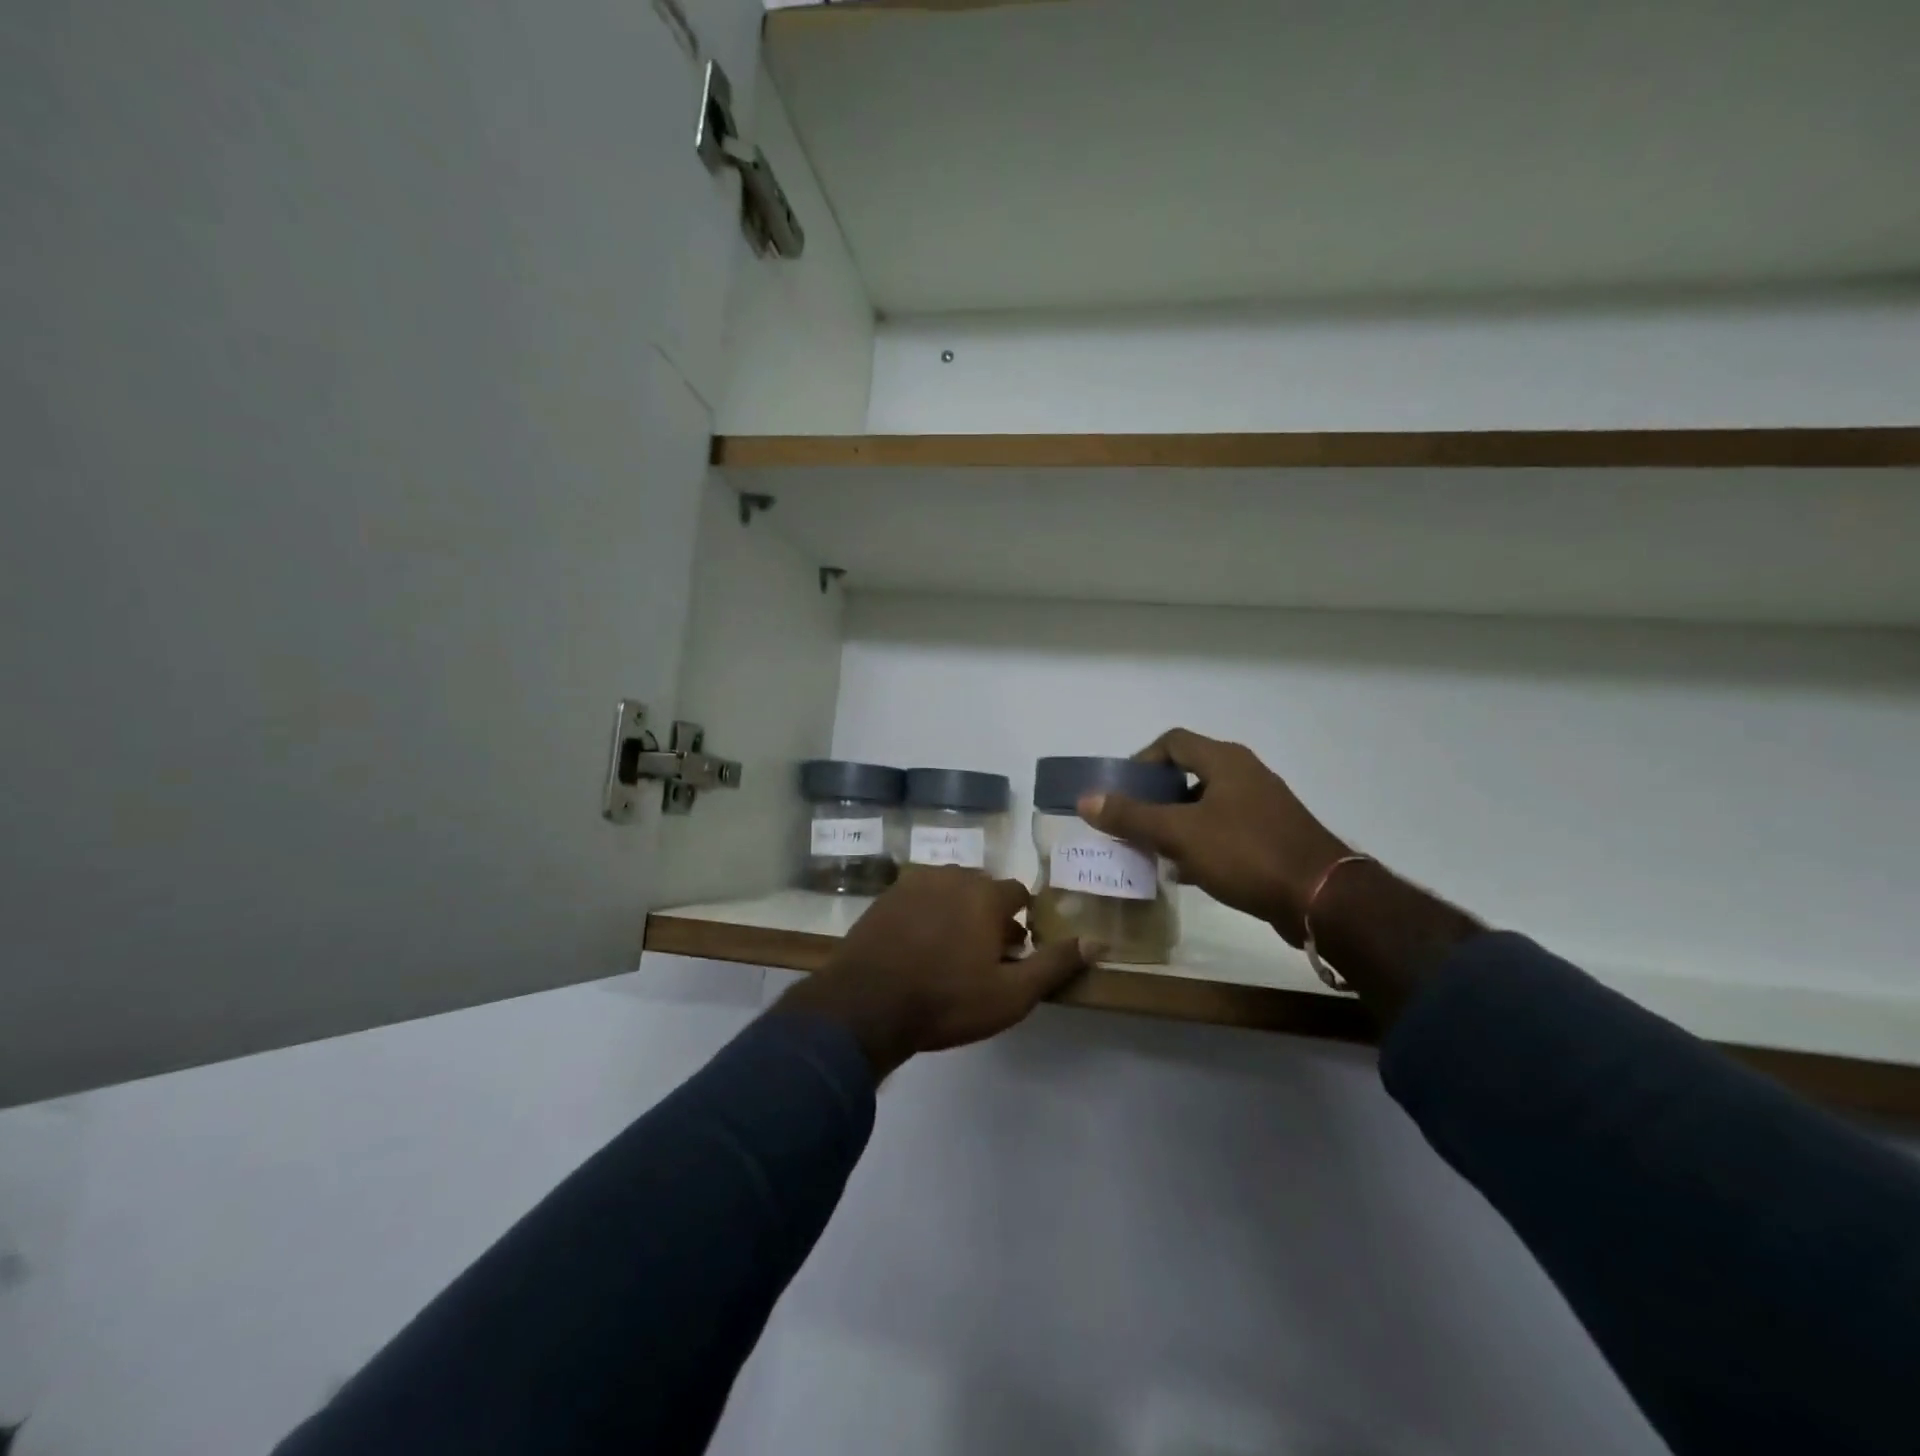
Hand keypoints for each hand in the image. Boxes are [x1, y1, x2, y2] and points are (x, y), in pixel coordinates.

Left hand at [777, 867, 1095, 1077]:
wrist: (866, 1005)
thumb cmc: (946, 1000)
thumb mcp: (1011, 993)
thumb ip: (1055, 964)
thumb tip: (1099, 941)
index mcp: (985, 894)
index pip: (1018, 893)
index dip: (1021, 921)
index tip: (1015, 950)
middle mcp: (952, 876)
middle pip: (982, 888)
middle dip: (989, 915)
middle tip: (983, 955)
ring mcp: (914, 883)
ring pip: (949, 890)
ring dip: (957, 911)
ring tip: (950, 952)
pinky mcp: (885, 897)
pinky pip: (918, 898)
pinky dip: (926, 914)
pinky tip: (918, 947)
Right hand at [1077, 729, 1350, 944]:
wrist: (1321, 898)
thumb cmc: (1246, 853)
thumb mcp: (1180, 834)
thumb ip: (1131, 816)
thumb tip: (1086, 799)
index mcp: (1225, 761)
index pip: (1172, 742)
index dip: (1141, 761)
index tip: (1121, 792)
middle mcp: (1245, 774)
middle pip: (1188, 773)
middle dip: (1154, 797)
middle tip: (1130, 823)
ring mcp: (1262, 806)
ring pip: (1205, 805)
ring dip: (1175, 823)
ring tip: (1151, 850)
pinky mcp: (1272, 837)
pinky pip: (1224, 830)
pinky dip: (1199, 843)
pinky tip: (1185, 872)